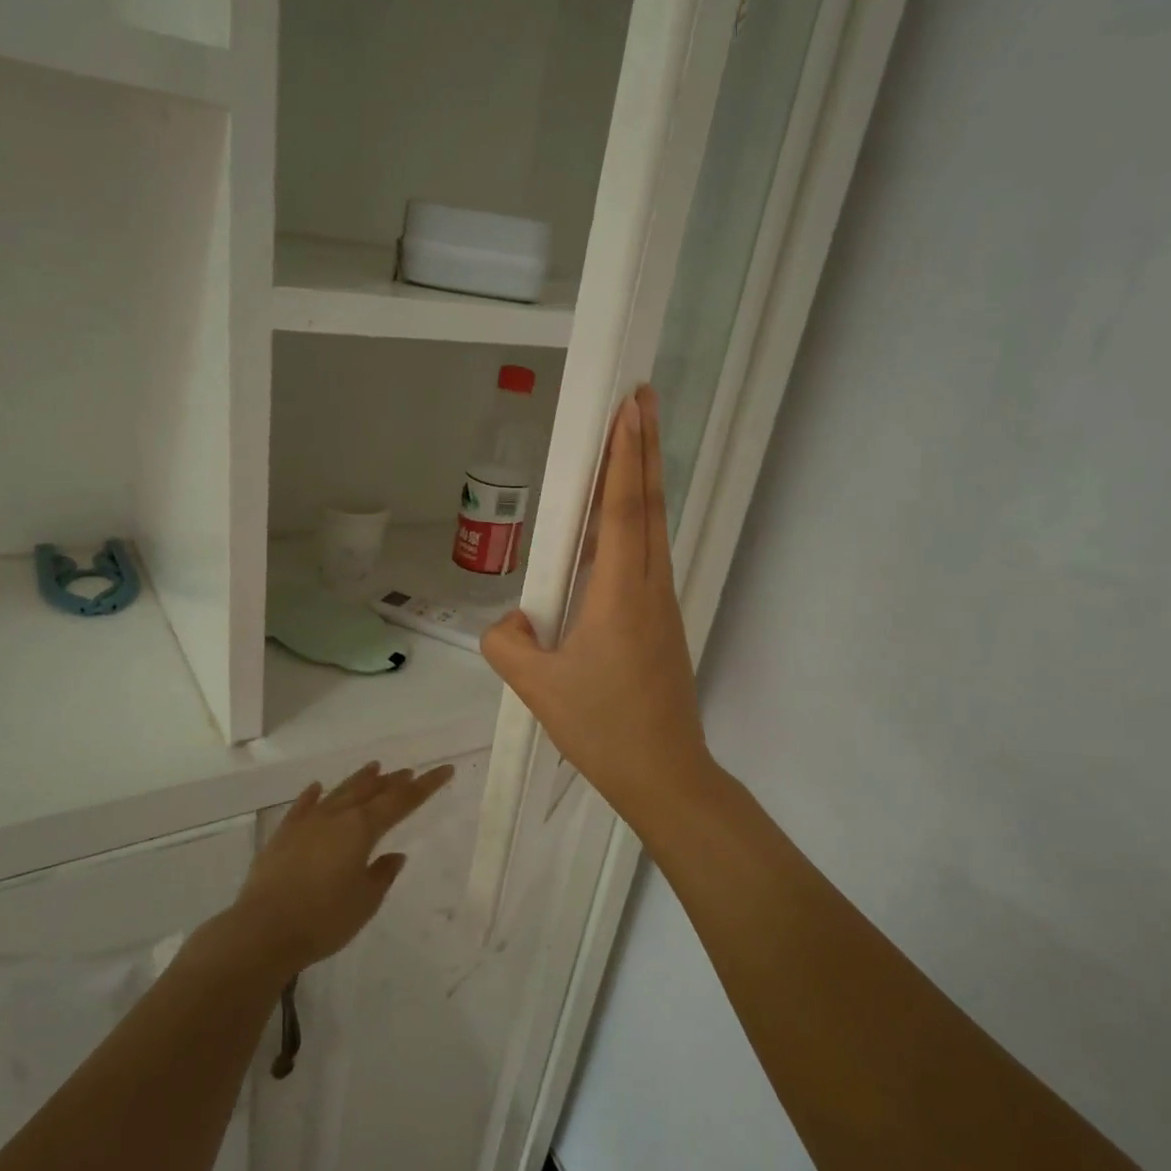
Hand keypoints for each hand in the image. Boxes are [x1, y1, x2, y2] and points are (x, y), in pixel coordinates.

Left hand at [229, 760, 454, 974]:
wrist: (261, 932)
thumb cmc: (323, 919)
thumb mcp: (365, 901)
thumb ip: (382, 875)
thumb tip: (394, 856)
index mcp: (362, 829)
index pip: (401, 801)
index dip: (426, 786)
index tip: (445, 769)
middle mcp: (336, 817)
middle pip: (370, 791)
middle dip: (392, 781)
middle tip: (409, 772)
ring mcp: (306, 823)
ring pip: (339, 793)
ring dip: (359, 780)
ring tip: (375, 767)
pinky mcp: (282, 836)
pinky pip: (302, 807)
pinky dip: (313, 795)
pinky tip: (317, 787)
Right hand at [480, 386, 713, 822]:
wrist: (663, 772)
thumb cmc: (601, 727)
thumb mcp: (536, 687)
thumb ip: (506, 642)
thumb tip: (508, 619)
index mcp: (621, 593)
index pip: (623, 508)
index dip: (625, 455)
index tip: (628, 407)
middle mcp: (649, 587)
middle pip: (648, 505)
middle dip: (645, 448)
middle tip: (642, 399)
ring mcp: (661, 603)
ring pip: (653, 529)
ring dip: (644, 480)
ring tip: (634, 442)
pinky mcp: (662, 621)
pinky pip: (648, 557)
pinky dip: (638, 522)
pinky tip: (623, 521)